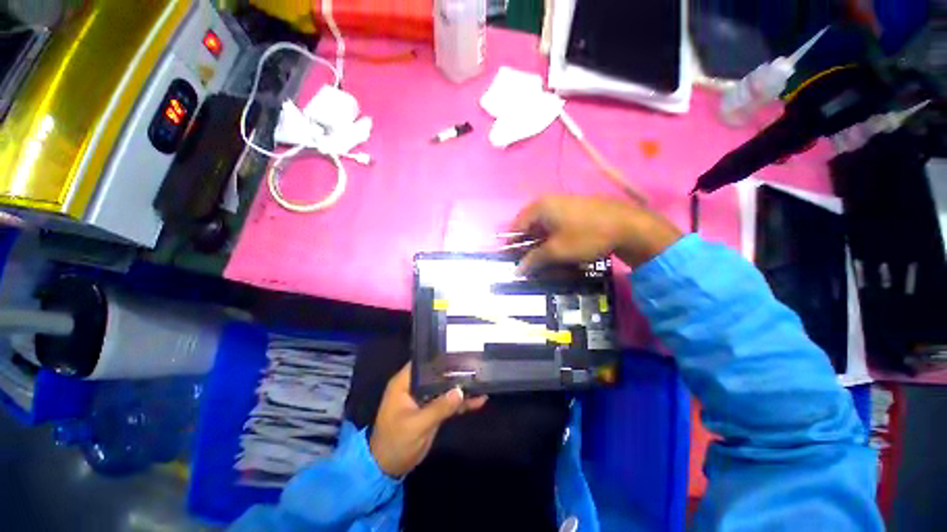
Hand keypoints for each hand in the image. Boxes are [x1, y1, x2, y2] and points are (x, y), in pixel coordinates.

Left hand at [369, 363, 487, 476]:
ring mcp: (424, 398)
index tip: (460, 351)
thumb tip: (461, 391)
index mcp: (404, 383)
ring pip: (445, 387)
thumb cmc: (396, 442)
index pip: (423, 362)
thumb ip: (439, 408)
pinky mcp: (431, 410)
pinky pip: (447, 402)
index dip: (440, 356)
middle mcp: (414, 386)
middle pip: (437, 373)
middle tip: (476, 365)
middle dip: (455, 371)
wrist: (388, 469)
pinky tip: (478, 400)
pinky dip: (460, 402)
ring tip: (482, 381)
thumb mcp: (417, 425)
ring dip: (461, 387)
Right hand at [511, 196, 682, 271]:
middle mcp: (547, 202)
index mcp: (539, 207)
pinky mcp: (573, 211)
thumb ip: (533, 259)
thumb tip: (517, 270)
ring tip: (540, 259)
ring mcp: (562, 205)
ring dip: (538, 243)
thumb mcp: (556, 250)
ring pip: (542, 227)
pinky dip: (551, 238)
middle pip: (528, 226)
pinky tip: (555, 250)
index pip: (515, 226)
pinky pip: (554, 225)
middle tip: (525, 262)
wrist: (628, 226)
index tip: (509, 260)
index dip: (510, 244)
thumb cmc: (586, 236)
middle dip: (525, 245)